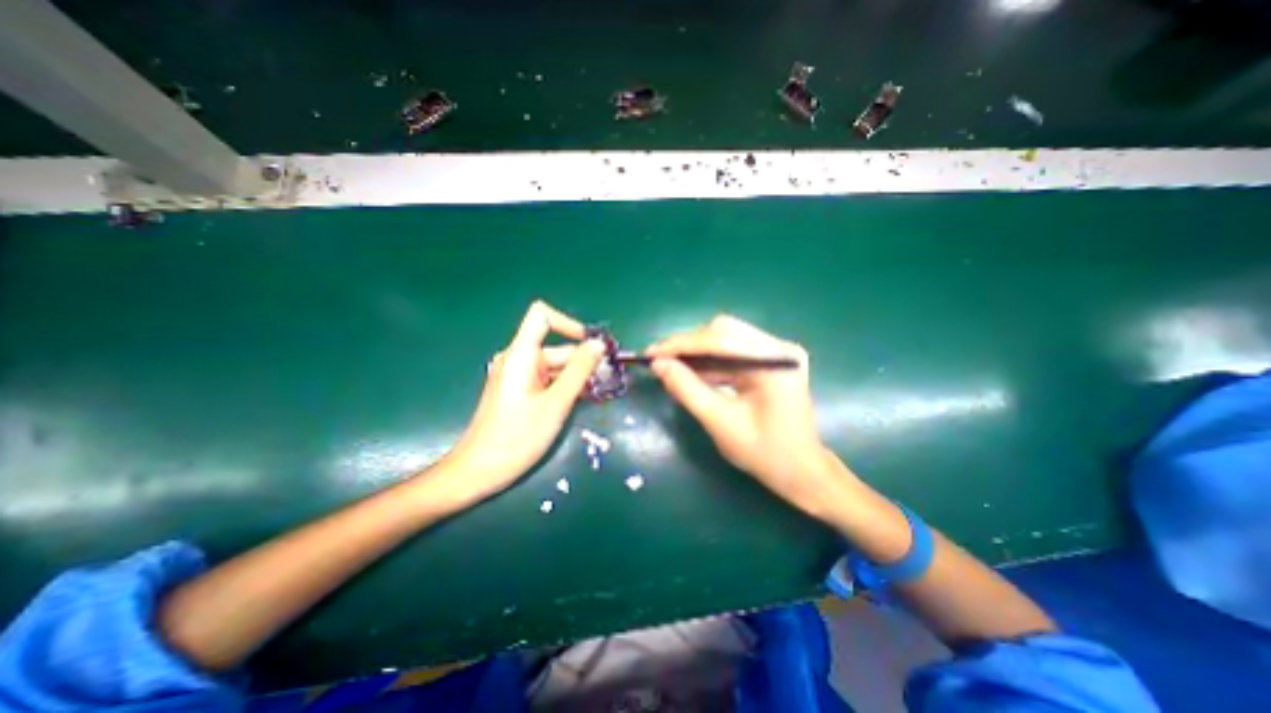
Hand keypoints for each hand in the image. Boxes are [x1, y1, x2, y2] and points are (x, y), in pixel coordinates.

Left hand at [441, 304, 601, 503]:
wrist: (479, 470)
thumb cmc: (517, 436)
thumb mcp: (556, 402)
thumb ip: (579, 370)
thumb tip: (598, 345)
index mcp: (521, 354)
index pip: (542, 316)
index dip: (568, 324)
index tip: (590, 346)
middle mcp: (518, 359)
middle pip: (556, 347)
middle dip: (582, 360)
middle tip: (607, 379)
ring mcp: (517, 375)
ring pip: (554, 365)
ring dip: (577, 376)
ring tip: (599, 393)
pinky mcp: (519, 390)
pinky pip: (547, 379)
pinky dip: (565, 385)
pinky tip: (583, 399)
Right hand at [651, 318, 846, 518]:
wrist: (800, 472)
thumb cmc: (765, 453)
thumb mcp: (720, 422)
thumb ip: (687, 389)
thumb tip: (658, 364)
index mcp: (775, 360)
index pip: (720, 339)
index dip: (681, 344)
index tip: (651, 353)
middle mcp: (779, 347)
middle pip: (723, 331)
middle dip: (688, 346)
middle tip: (659, 361)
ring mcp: (776, 352)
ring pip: (725, 339)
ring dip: (696, 353)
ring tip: (669, 367)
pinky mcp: (769, 360)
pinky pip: (731, 352)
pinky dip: (708, 362)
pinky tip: (691, 373)